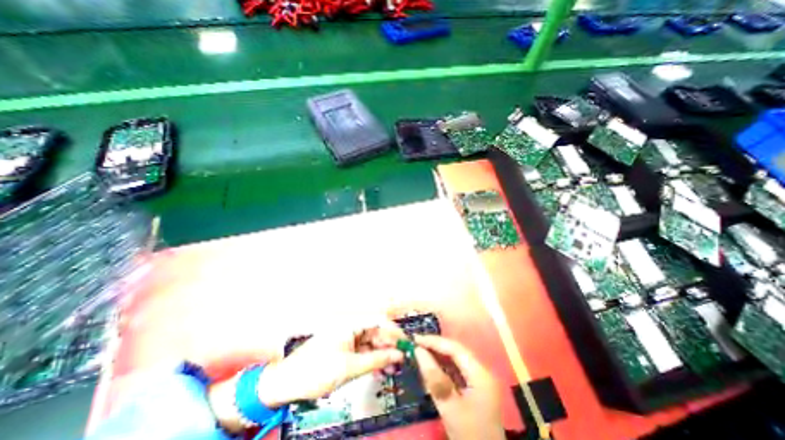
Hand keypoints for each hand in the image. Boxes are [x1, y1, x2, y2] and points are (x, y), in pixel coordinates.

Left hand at [257, 320, 404, 408]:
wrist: (287, 383)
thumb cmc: (317, 370)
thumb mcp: (350, 367)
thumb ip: (377, 360)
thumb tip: (398, 355)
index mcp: (351, 322)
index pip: (379, 320)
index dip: (394, 331)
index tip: (406, 344)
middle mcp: (351, 326)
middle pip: (376, 331)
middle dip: (390, 345)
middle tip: (402, 360)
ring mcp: (348, 337)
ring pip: (371, 342)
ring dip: (383, 354)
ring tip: (393, 367)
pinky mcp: (345, 348)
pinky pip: (364, 350)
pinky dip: (373, 359)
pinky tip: (381, 368)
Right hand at [413, 336, 506, 438]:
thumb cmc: (469, 436)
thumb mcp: (449, 408)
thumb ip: (434, 377)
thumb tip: (418, 351)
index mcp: (480, 374)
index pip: (455, 348)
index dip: (434, 341)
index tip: (415, 339)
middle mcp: (482, 371)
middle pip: (456, 351)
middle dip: (436, 346)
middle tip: (416, 343)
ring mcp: (480, 379)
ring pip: (456, 359)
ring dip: (438, 355)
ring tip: (421, 351)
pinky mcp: (476, 387)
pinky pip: (458, 369)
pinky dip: (444, 366)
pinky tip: (432, 365)